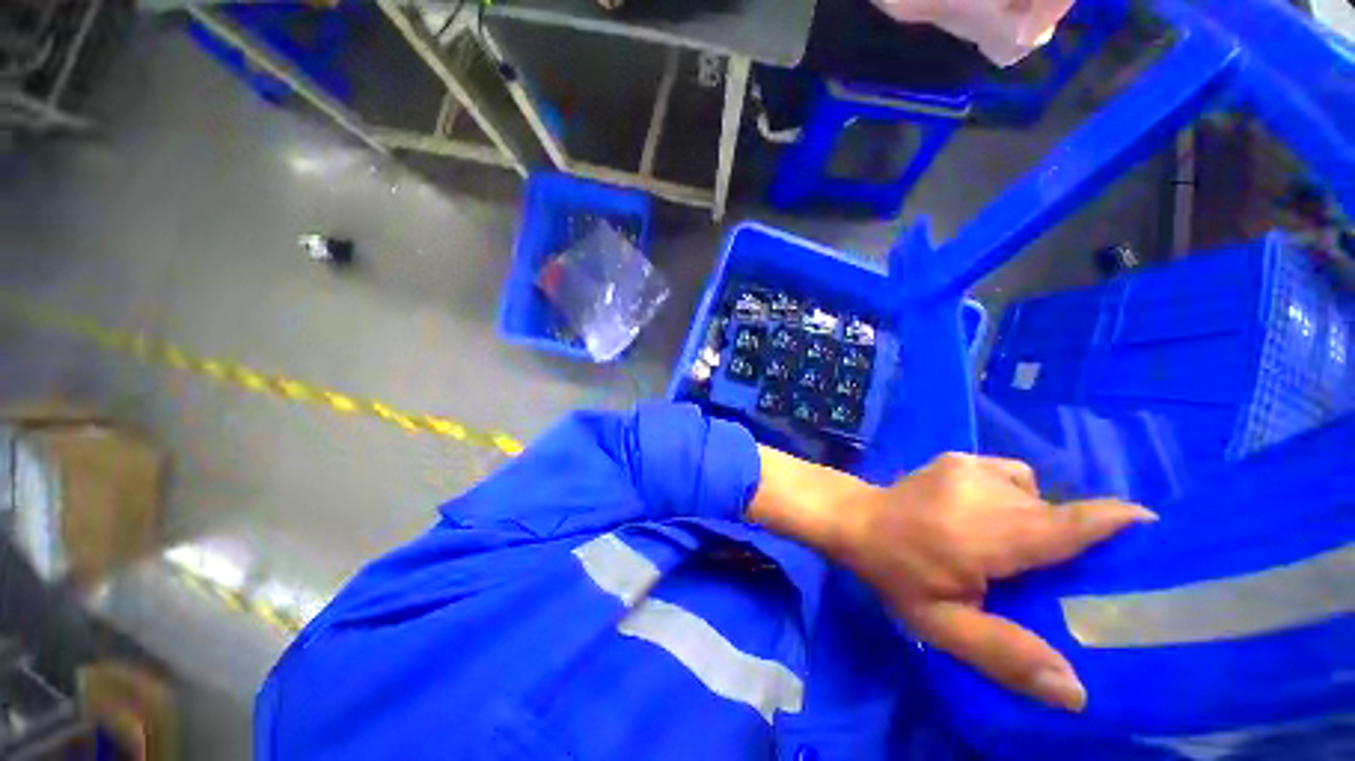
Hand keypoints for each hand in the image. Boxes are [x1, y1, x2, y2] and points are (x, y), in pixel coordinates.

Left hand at [750, 449, 1155, 711]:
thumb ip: (1005, 654)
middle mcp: (984, 490)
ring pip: (1033, 493)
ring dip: (1034, 519)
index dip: (1113, 523)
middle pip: (1054, 513)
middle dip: (1068, 538)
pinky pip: (1010, 476)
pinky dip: (1014, 496)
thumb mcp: (942, 625)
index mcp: (985, 534)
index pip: (1066, 523)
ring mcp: (969, 466)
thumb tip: (1076, 691)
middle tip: (1052, 569)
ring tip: (1005, 545)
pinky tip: (984, 516)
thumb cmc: (895, 574)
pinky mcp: (959, 457)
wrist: (856, 519)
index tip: (1154, 531)